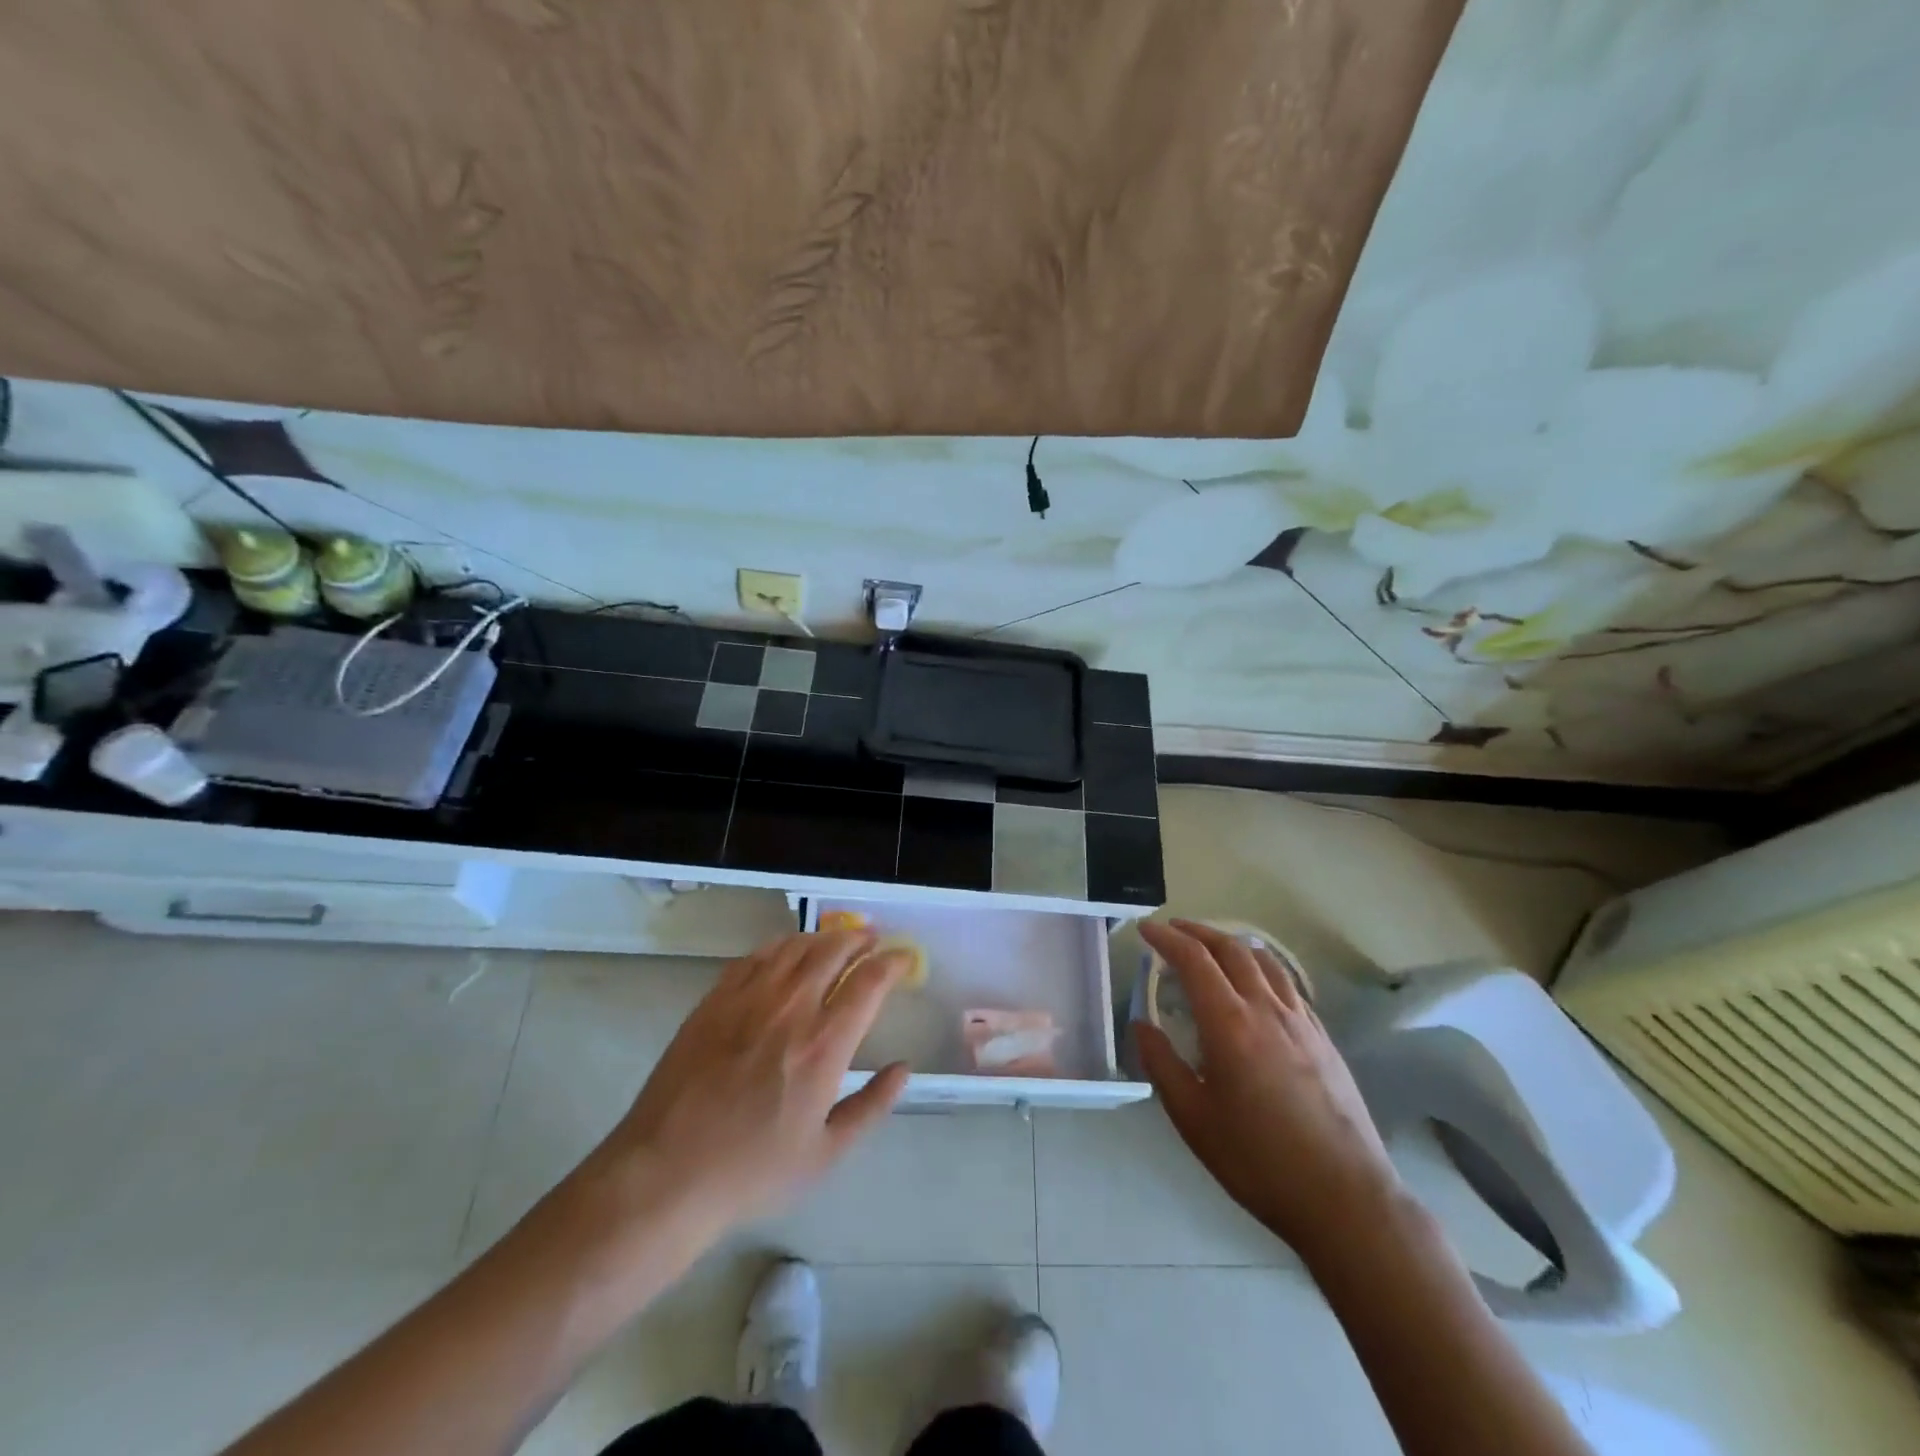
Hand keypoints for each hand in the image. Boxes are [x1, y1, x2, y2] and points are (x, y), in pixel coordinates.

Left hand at [571, 930, 911, 1243]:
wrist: (667, 1174)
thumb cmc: (753, 1171)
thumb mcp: (826, 1154)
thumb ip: (871, 1105)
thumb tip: (903, 1069)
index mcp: (824, 1045)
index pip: (869, 982)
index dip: (893, 963)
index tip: (904, 958)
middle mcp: (790, 1009)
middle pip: (833, 951)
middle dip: (860, 940)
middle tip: (872, 941)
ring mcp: (748, 999)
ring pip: (794, 947)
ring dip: (823, 938)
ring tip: (835, 941)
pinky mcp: (714, 1001)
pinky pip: (755, 957)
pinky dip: (780, 946)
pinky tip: (785, 952)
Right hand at [1134, 919, 1401, 1263]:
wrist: (1345, 1198)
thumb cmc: (1258, 1161)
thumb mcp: (1193, 1119)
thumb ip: (1162, 1064)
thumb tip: (1141, 1025)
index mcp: (1229, 1024)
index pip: (1194, 960)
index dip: (1166, 939)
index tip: (1146, 930)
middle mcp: (1266, 1009)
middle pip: (1230, 949)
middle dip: (1197, 932)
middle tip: (1173, 931)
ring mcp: (1301, 1021)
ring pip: (1264, 960)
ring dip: (1232, 943)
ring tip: (1213, 947)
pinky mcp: (1323, 1038)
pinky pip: (1288, 984)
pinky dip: (1262, 968)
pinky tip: (1257, 985)